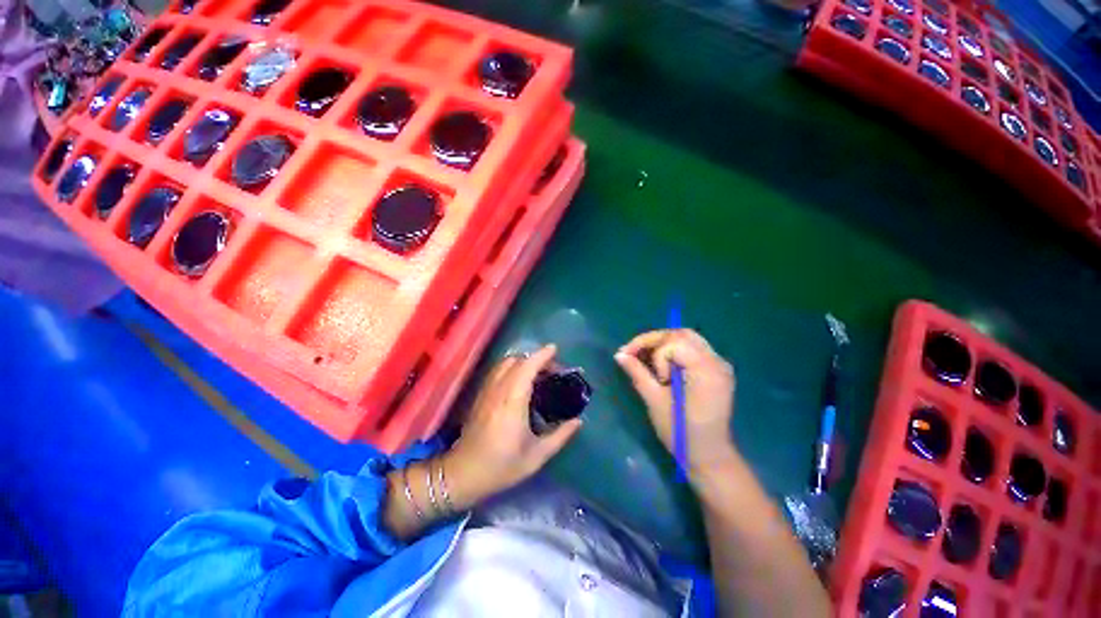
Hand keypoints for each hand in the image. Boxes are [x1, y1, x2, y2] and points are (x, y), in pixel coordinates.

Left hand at [444, 345, 582, 504]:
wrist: (463, 474)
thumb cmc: (501, 466)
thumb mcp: (536, 456)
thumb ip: (560, 436)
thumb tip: (578, 421)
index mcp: (513, 402)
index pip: (526, 367)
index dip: (541, 355)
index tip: (554, 349)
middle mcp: (498, 391)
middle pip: (516, 361)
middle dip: (535, 358)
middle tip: (552, 369)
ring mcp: (487, 391)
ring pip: (504, 364)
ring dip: (522, 361)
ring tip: (538, 373)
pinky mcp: (481, 396)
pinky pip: (497, 371)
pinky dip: (511, 367)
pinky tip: (520, 381)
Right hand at [615, 329, 737, 474]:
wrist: (709, 456)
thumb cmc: (681, 433)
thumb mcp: (655, 401)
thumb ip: (638, 373)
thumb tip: (619, 355)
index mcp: (705, 370)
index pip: (674, 342)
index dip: (651, 349)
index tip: (640, 367)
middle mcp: (717, 362)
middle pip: (682, 334)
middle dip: (654, 340)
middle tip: (635, 352)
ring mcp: (720, 365)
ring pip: (688, 338)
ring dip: (663, 343)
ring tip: (646, 357)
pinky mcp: (717, 371)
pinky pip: (693, 349)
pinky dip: (675, 350)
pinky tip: (662, 363)